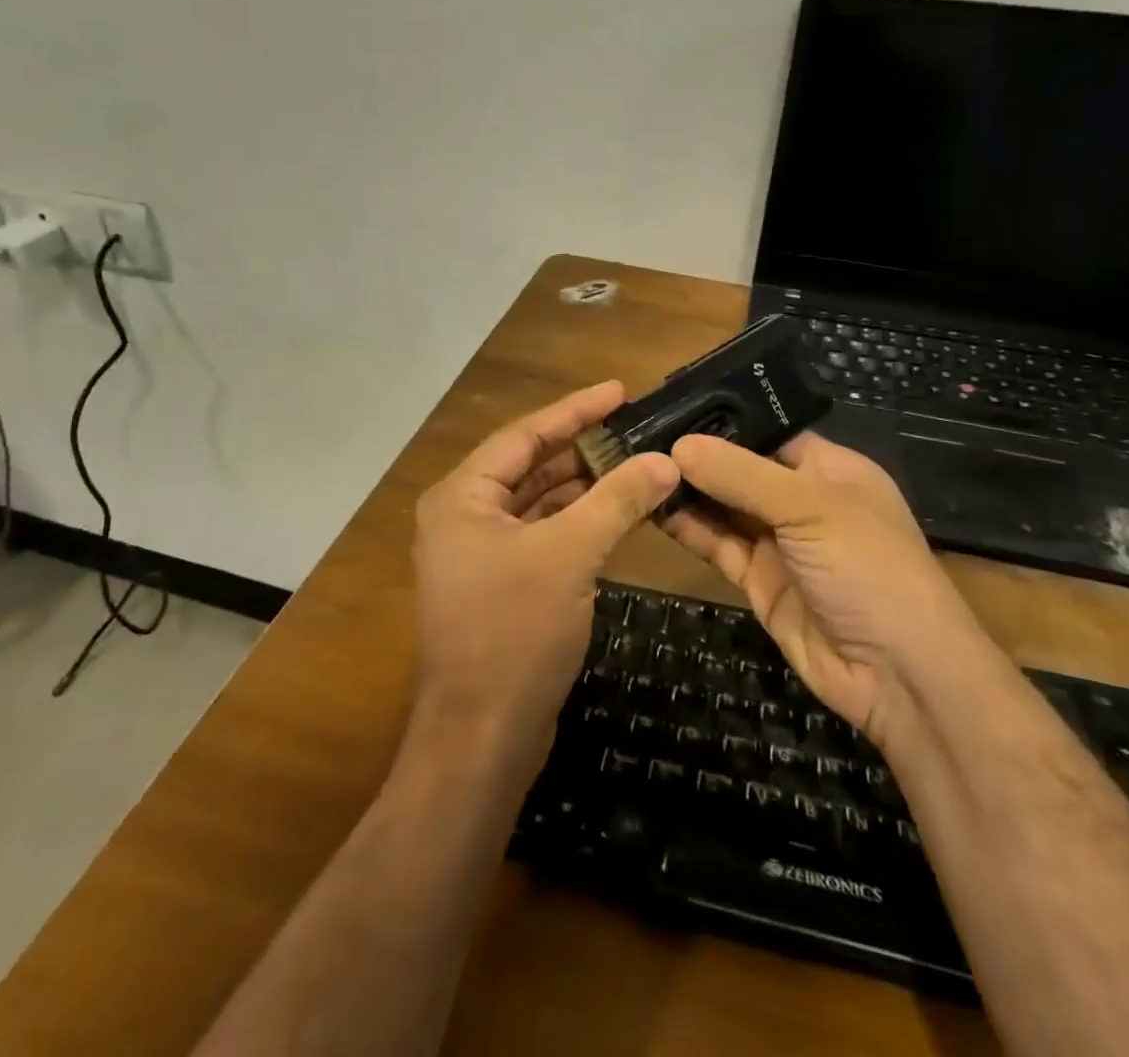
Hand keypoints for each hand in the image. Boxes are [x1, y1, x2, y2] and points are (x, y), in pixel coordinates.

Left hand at [411, 381, 678, 753]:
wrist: (482, 738)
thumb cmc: (514, 633)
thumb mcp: (570, 556)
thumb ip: (618, 500)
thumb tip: (666, 460)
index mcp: (462, 497)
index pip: (524, 435)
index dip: (575, 410)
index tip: (619, 390)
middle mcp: (464, 517)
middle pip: (530, 466)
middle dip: (582, 447)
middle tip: (634, 427)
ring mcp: (480, 553)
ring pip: (538, 502)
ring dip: (583, 485)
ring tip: (634, 464)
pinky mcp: (500, 585)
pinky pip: (542, 535)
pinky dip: (576, 522)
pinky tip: (614, 513)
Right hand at [665, 432, 971, 744]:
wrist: (898, 674)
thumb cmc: (867, 567)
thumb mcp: (808, 507)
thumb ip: (741, 475)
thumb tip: (679, 444)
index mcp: (829, 469)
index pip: (769, 431)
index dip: (723, 420)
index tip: (670, 407)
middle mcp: (802, 500)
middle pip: (740, 469)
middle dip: (697, 456)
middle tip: (638, 437)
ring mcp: (779, 542)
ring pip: (724, 507)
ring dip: (687, 491)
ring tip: (635, 467)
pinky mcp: (758, 580)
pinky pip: (718, 545)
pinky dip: (688, 528)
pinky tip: (653, 508)